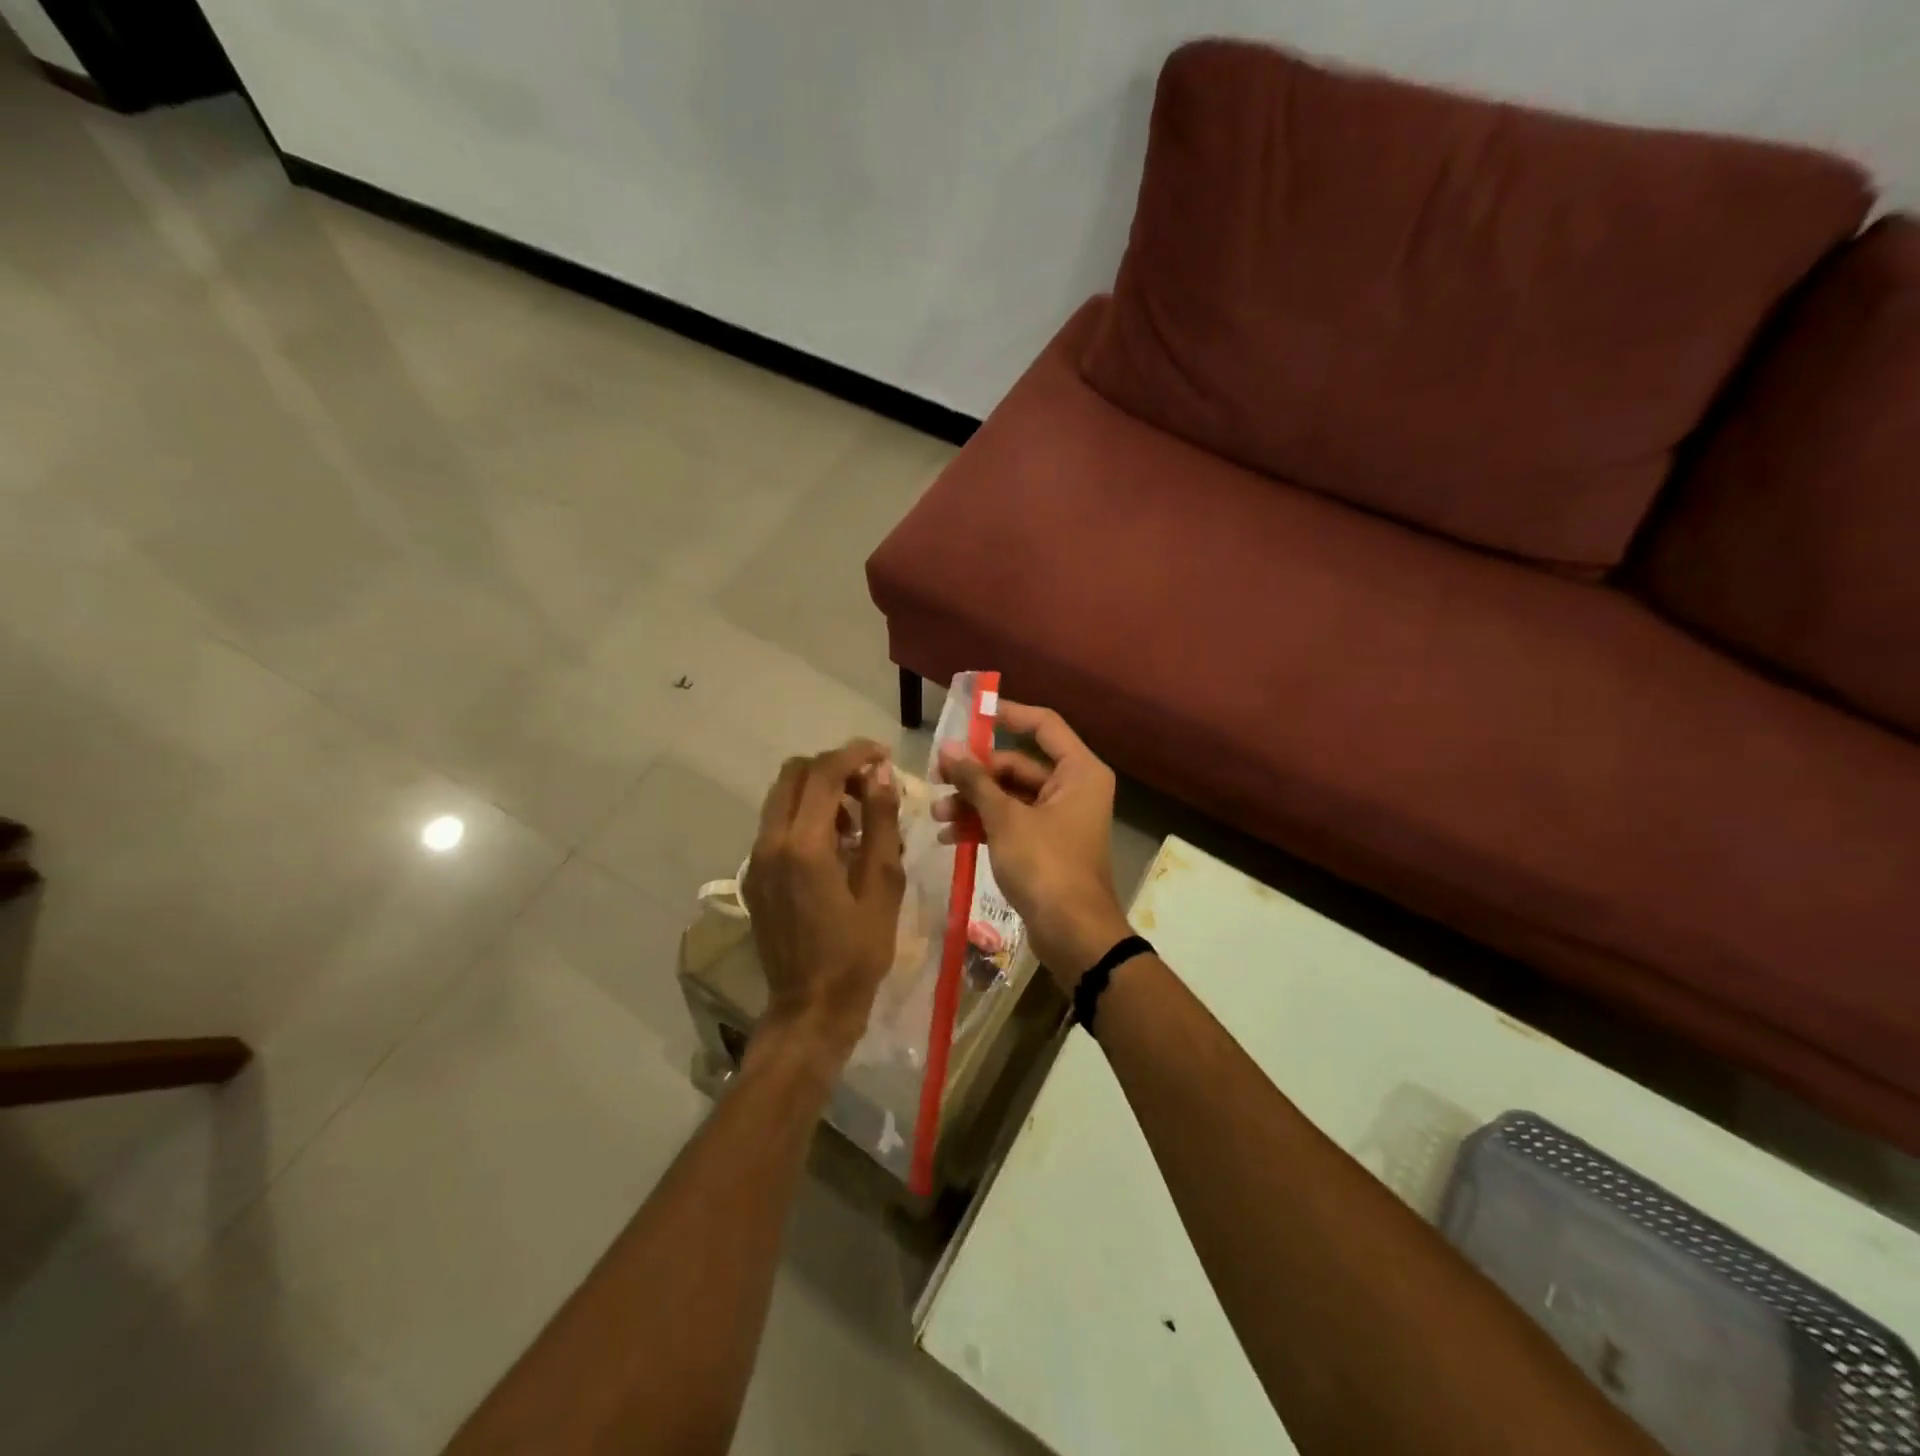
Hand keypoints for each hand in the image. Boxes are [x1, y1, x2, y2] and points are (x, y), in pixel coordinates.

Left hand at [744, 740, 905, 1065]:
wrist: (810, 1007)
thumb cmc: (857, 952)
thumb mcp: (883, 885)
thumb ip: (881, 823)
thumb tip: (881, 775)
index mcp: (803, 845)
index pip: (824, 773)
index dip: (855, 754)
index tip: (884, 755)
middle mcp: (770, 842)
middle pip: (794, 774)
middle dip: (833, 767)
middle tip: (870, 785)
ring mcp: (757, 859)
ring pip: (782, 797)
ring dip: (819, 791)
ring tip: (858, 818)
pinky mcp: (755, 875)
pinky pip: (777, 825)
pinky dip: (805, 815)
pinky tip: (836, 845)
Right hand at [936, 701, 1131, 990]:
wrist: (1073, 935)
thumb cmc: (1046, 866)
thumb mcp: (1005, 819)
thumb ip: (976, 781)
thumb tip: (950, 748)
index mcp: (1079, 771)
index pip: (1043, 725)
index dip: (1007, 714)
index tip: (970, 714)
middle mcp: (1073, 788)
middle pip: (1018, 765)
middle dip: (976, 774)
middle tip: (936, 776)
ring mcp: (1059, 819)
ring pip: (1010, 797)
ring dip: (973, 803)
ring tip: (937, 813)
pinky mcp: (1045, 846)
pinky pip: (1011, 823)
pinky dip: (983, 826)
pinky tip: (948, 837)